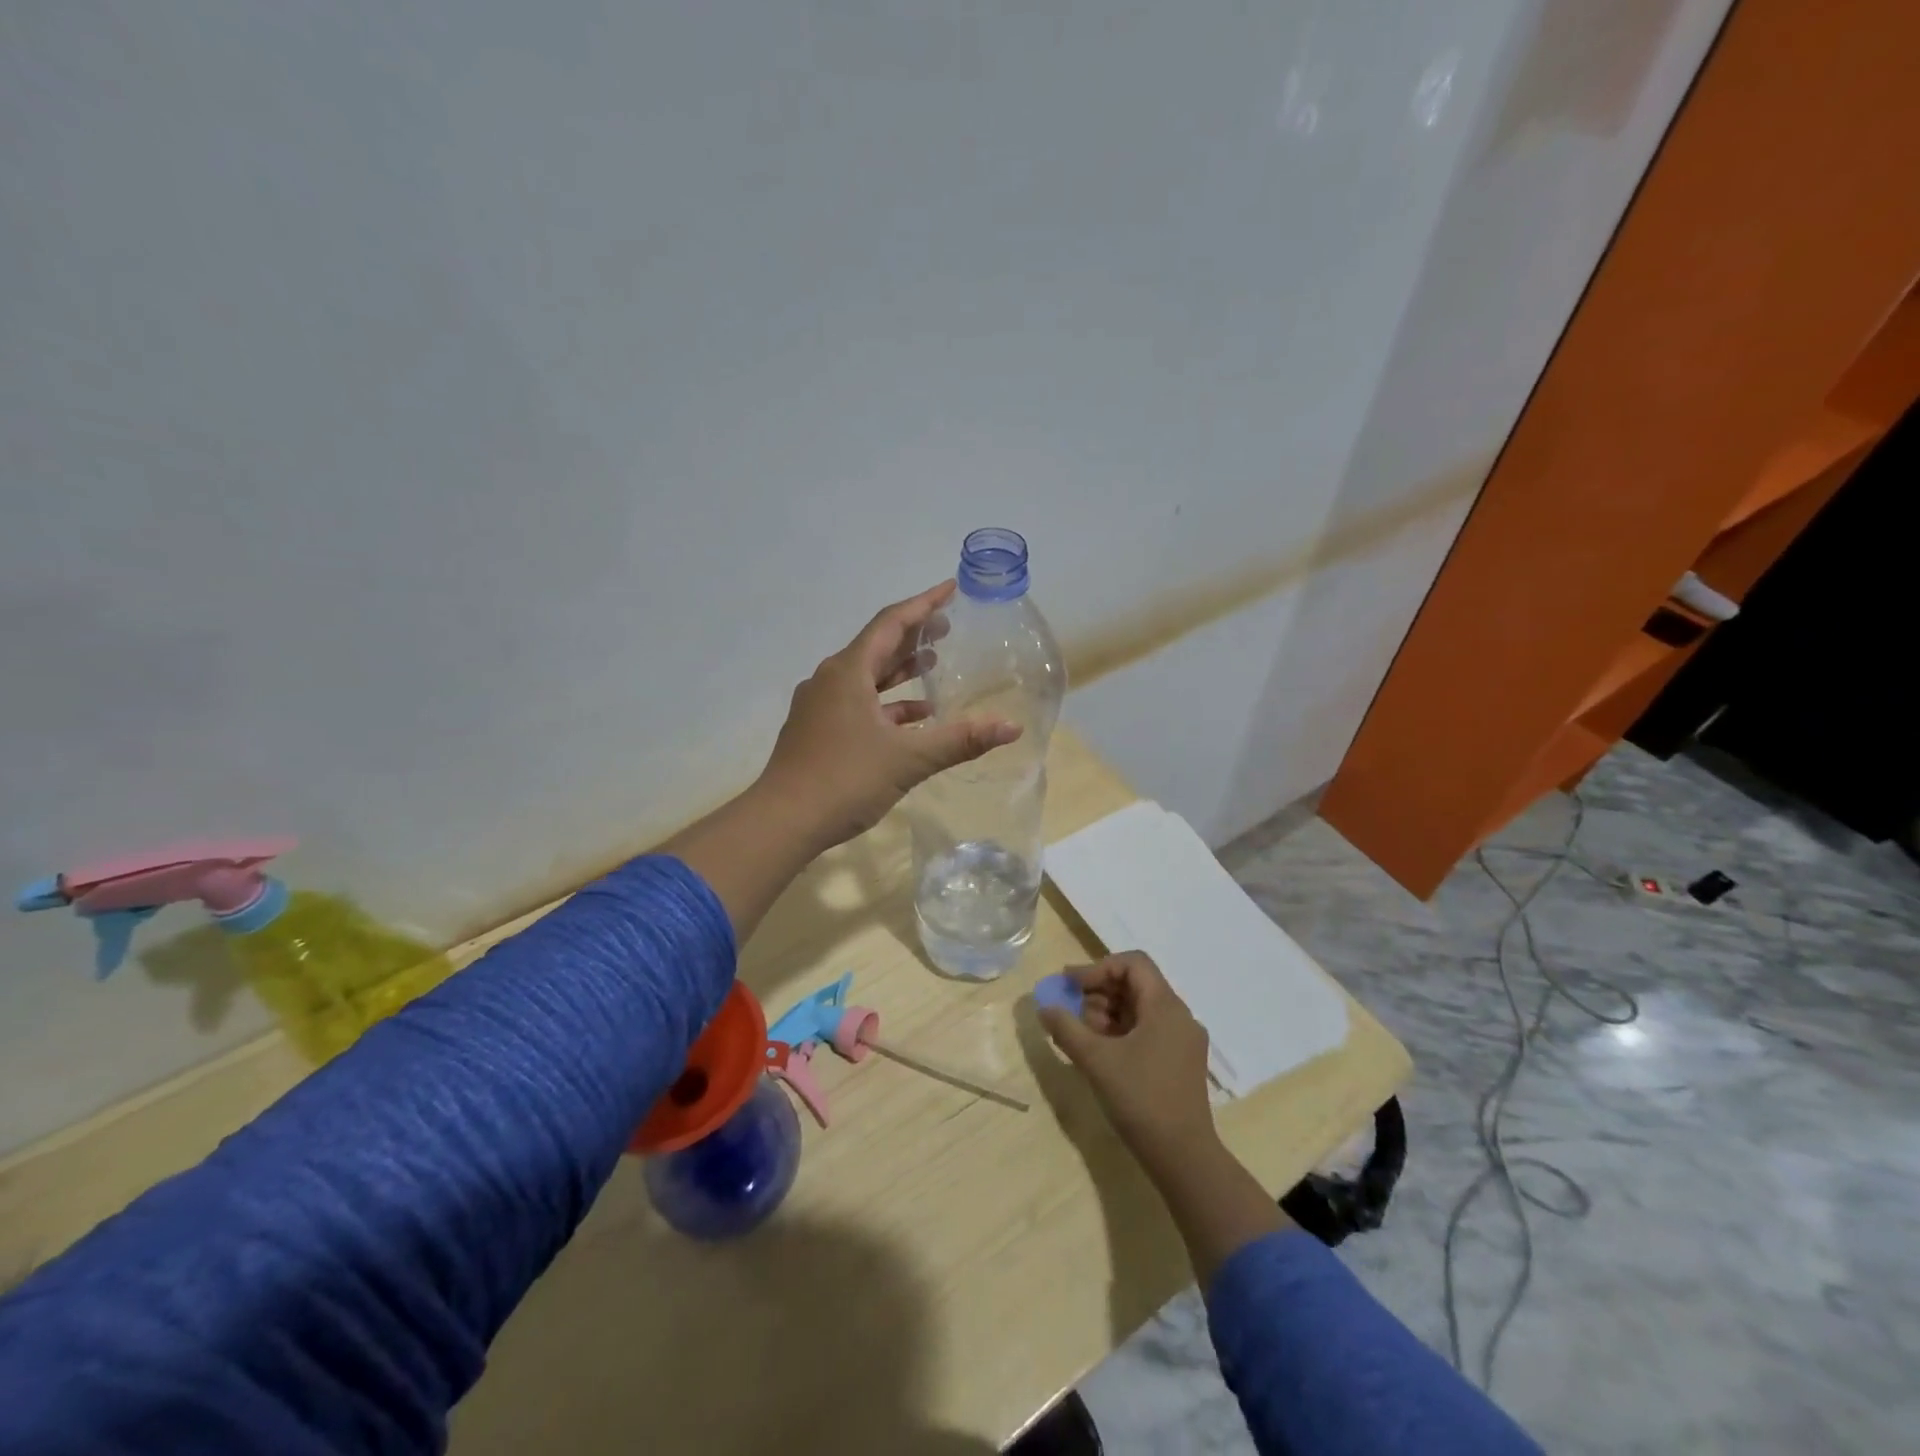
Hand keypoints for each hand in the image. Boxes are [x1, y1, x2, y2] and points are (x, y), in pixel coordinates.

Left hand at [758, 581, 1020, 850]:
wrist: (782, 821)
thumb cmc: (845, 780)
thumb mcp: (909, 759)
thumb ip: (961, 740)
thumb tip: (1011, 727)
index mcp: (848, 671)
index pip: (891, 622)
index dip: (924, 603)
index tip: (951, 588)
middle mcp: (830, 679)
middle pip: (877, 646)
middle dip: (913, 635)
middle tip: (948, 627)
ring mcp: (819, 705)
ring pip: (866, 676)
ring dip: (899, 670)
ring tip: (933, 665)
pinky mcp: (816, 729)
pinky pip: (857, 703)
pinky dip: (886, 703)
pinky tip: (912, 718)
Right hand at [1037, 952, 1216, 1173]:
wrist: (1183, 1158)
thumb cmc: (1140, 1099)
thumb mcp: (1096, 1060)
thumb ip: (1066, 1028)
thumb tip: (1044, 1007)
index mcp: (1165, 1006)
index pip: (1132, 963)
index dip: (1098, 968)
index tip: (1070, 986)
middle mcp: (1179, 1016)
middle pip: (1136, 984)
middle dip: (1099, 992)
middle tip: (1070, 1011)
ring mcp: (1183, 1041)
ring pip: (1140, 1009)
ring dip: (1108, 1013)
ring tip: (1081, 1034)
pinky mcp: (1180, 1063)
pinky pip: (1148, 1031)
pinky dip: (1122, 1032)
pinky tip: (1101, 1052)